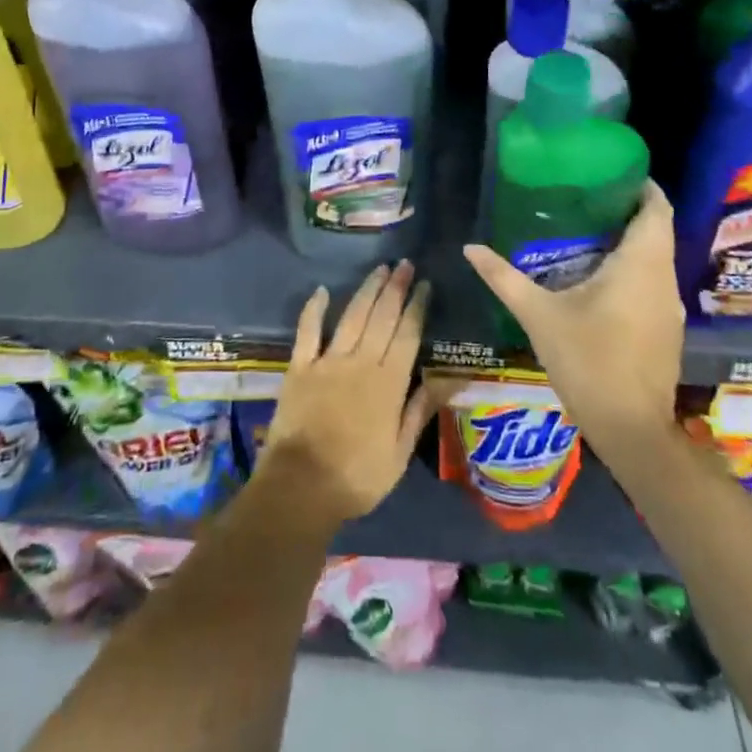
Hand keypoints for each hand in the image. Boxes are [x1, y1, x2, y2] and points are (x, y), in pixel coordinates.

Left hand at [259, 261, 435, 525]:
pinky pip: (307, 330)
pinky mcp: (299, 366)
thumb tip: (451, 379)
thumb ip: (421, 410)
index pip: (407, 335)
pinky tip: (322, 290)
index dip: (417, 307)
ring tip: (380, 269)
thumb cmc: (357, 478)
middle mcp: (360, 362)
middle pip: (382, 317)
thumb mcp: (400, 452)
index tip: (425, 285)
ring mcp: (327, 361)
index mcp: (388, 383)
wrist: (301, 487)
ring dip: (367, 290)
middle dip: (396, 288)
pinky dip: (314, 309)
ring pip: (352, 316)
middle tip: (405, 265)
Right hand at [463, 182, 683, 447]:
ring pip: (656, 259)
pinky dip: (633, 269)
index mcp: (640, 265)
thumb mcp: (538, 315)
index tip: (612, 170)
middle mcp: (663, 279)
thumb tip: (470, 247)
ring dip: (631, 241)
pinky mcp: (667, 330)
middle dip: (628, 210)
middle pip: (657, 230)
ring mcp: (670, 307)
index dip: (642, 186)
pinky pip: (653, 283)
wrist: (631, 429)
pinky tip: (600, 277)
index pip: (657, 209)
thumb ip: (504, 277)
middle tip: (587, 196)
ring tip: (588, 230)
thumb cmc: (588, 361)